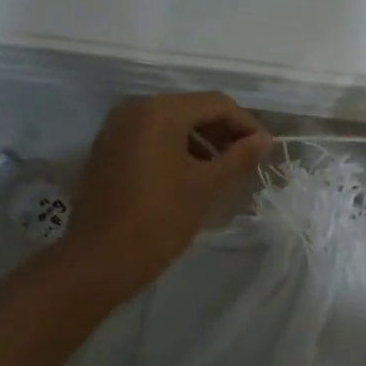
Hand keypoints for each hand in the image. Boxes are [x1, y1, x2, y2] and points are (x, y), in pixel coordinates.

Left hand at [61, 92, 271, 299]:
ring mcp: (116, 129)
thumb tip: (265, 141)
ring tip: (223, 171)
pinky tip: (191, 176)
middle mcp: (135, 109)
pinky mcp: (106, 150)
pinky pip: (150, 138)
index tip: (265, 150)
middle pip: (192, 109)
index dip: (246, 125)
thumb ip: (239, 157)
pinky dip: (175, 149)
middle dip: (223, 132)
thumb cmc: (159, 220)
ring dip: (201, 141)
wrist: (99, 261)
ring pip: (171, 123)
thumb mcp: (206, 187)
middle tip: (247, 160)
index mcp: (161, 111)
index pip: (217, 104)